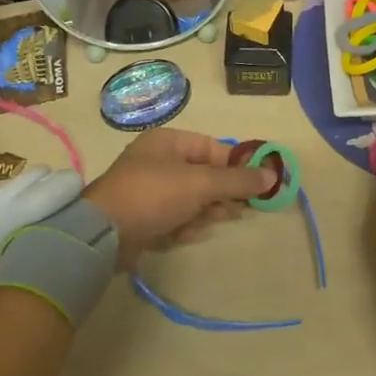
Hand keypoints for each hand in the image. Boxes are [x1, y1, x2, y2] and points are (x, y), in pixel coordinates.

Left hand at [84, 129, 274, 268]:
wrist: (103, 234)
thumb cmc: (154, 195)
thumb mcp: (200, 184)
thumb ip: (237, 180)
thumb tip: (272, 175)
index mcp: (168, 141)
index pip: (214, 148)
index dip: (237, 165)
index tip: (258, 185)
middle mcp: (158, 161)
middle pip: (204, 174)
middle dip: (220, 193)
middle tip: (238, 209)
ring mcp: (149, 189)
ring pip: (192, 199)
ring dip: (202, 212)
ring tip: (203, 222)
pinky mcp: (144, 216)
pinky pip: (175, 217)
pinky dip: (182, 226)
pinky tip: (180, 234)